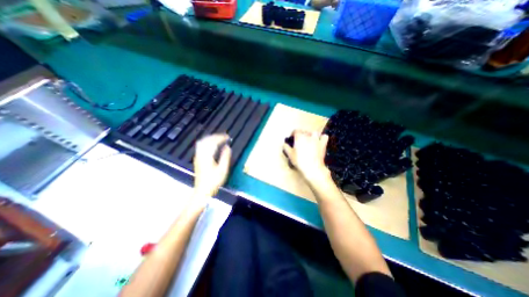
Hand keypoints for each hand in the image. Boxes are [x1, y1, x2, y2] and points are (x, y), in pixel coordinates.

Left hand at [193, 133, 229, 197]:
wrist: (202, 190)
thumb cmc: (214, 181)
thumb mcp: (223, 169)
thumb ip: (225, 156)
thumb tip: (227, 147)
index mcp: (207, 156)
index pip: (213, 142)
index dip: (221, 138)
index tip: (228, 137)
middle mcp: (201, 154)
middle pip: (207, 140)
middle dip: (216, 136)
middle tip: (224, 137)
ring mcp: (198, 156)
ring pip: (203, 142)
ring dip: (211, 138)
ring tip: (219, 139)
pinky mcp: (197, 159)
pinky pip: (201, 146)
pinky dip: (208, 142)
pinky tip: (212, 144)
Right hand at [283, 130, 328, 181]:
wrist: (312, 168)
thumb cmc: (299, 161)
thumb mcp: (290, 155)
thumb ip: (286, 147)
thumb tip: (284, 144)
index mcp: (299, 137)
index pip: (295, 131)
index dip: (293, 134)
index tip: (292, 138)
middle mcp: (308, 136)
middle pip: (304, 131)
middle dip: (301, 134)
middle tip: (299, 141)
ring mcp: (317, 139)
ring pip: (314, 132)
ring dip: (311, 135)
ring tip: (309, 140)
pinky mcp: (323, 144)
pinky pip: (324, 137)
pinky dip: (322, 138)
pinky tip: (320, 141)